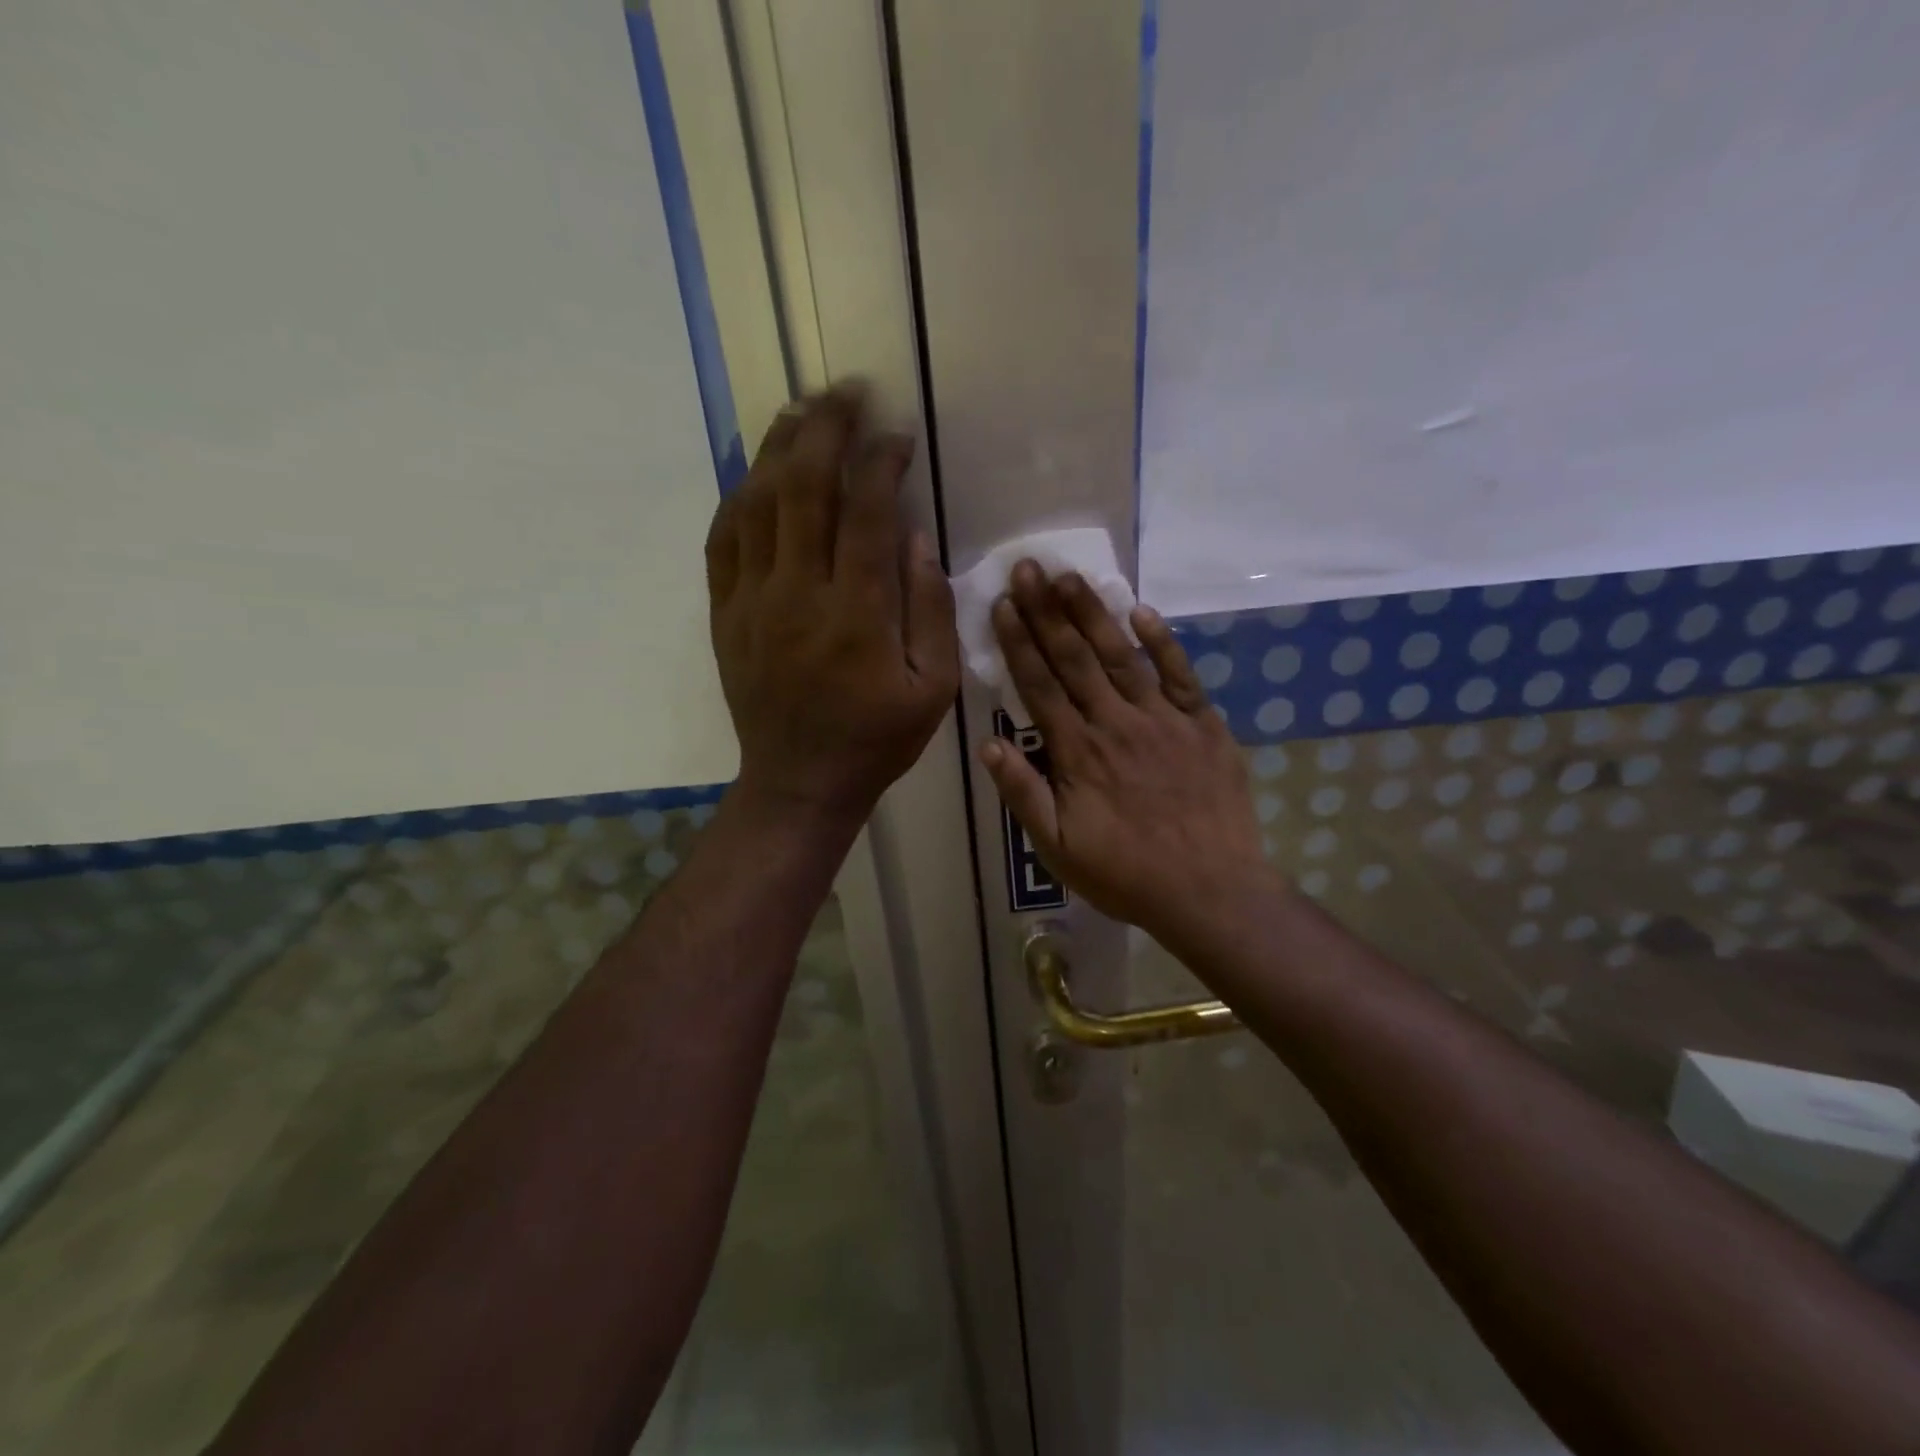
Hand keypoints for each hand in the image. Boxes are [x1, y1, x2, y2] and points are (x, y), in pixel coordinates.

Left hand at [705, 387, 958, 823]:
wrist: (799, 782)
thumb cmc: (877, 739)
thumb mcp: (934, 688)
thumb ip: (932, 611)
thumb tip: (916, 538)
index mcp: (859, 616)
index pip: (868, 513)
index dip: (882, 461)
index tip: (898, 434)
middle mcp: (800, 596)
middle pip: (805, 489)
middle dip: (826, 428)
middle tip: (846, 391)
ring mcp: (753, 602)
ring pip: (758, 503)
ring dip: (779, 447)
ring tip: (801, 409)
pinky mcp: (725, 614)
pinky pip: (724, 540)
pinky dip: (740, 496)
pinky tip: (757, 472)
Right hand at [979, 562, 1280, 948]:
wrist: (1211, 892)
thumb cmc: (1127, 874)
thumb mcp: (1059, 848)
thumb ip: (1023, 794)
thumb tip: (988, 744)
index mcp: (1078, 753)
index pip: (1039, 686)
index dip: (1018, 643)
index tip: (1001, 605)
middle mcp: (1116, 724)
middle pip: (1075, 659)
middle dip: (1046, 612)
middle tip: (1027, 568)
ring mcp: (1163, 720)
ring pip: (1121, 656)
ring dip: (1093, 614)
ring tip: (1069, 577)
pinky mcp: (1203, 725)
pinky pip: (1180, 675)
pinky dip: (1162, 642)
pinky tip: (1141, 611)